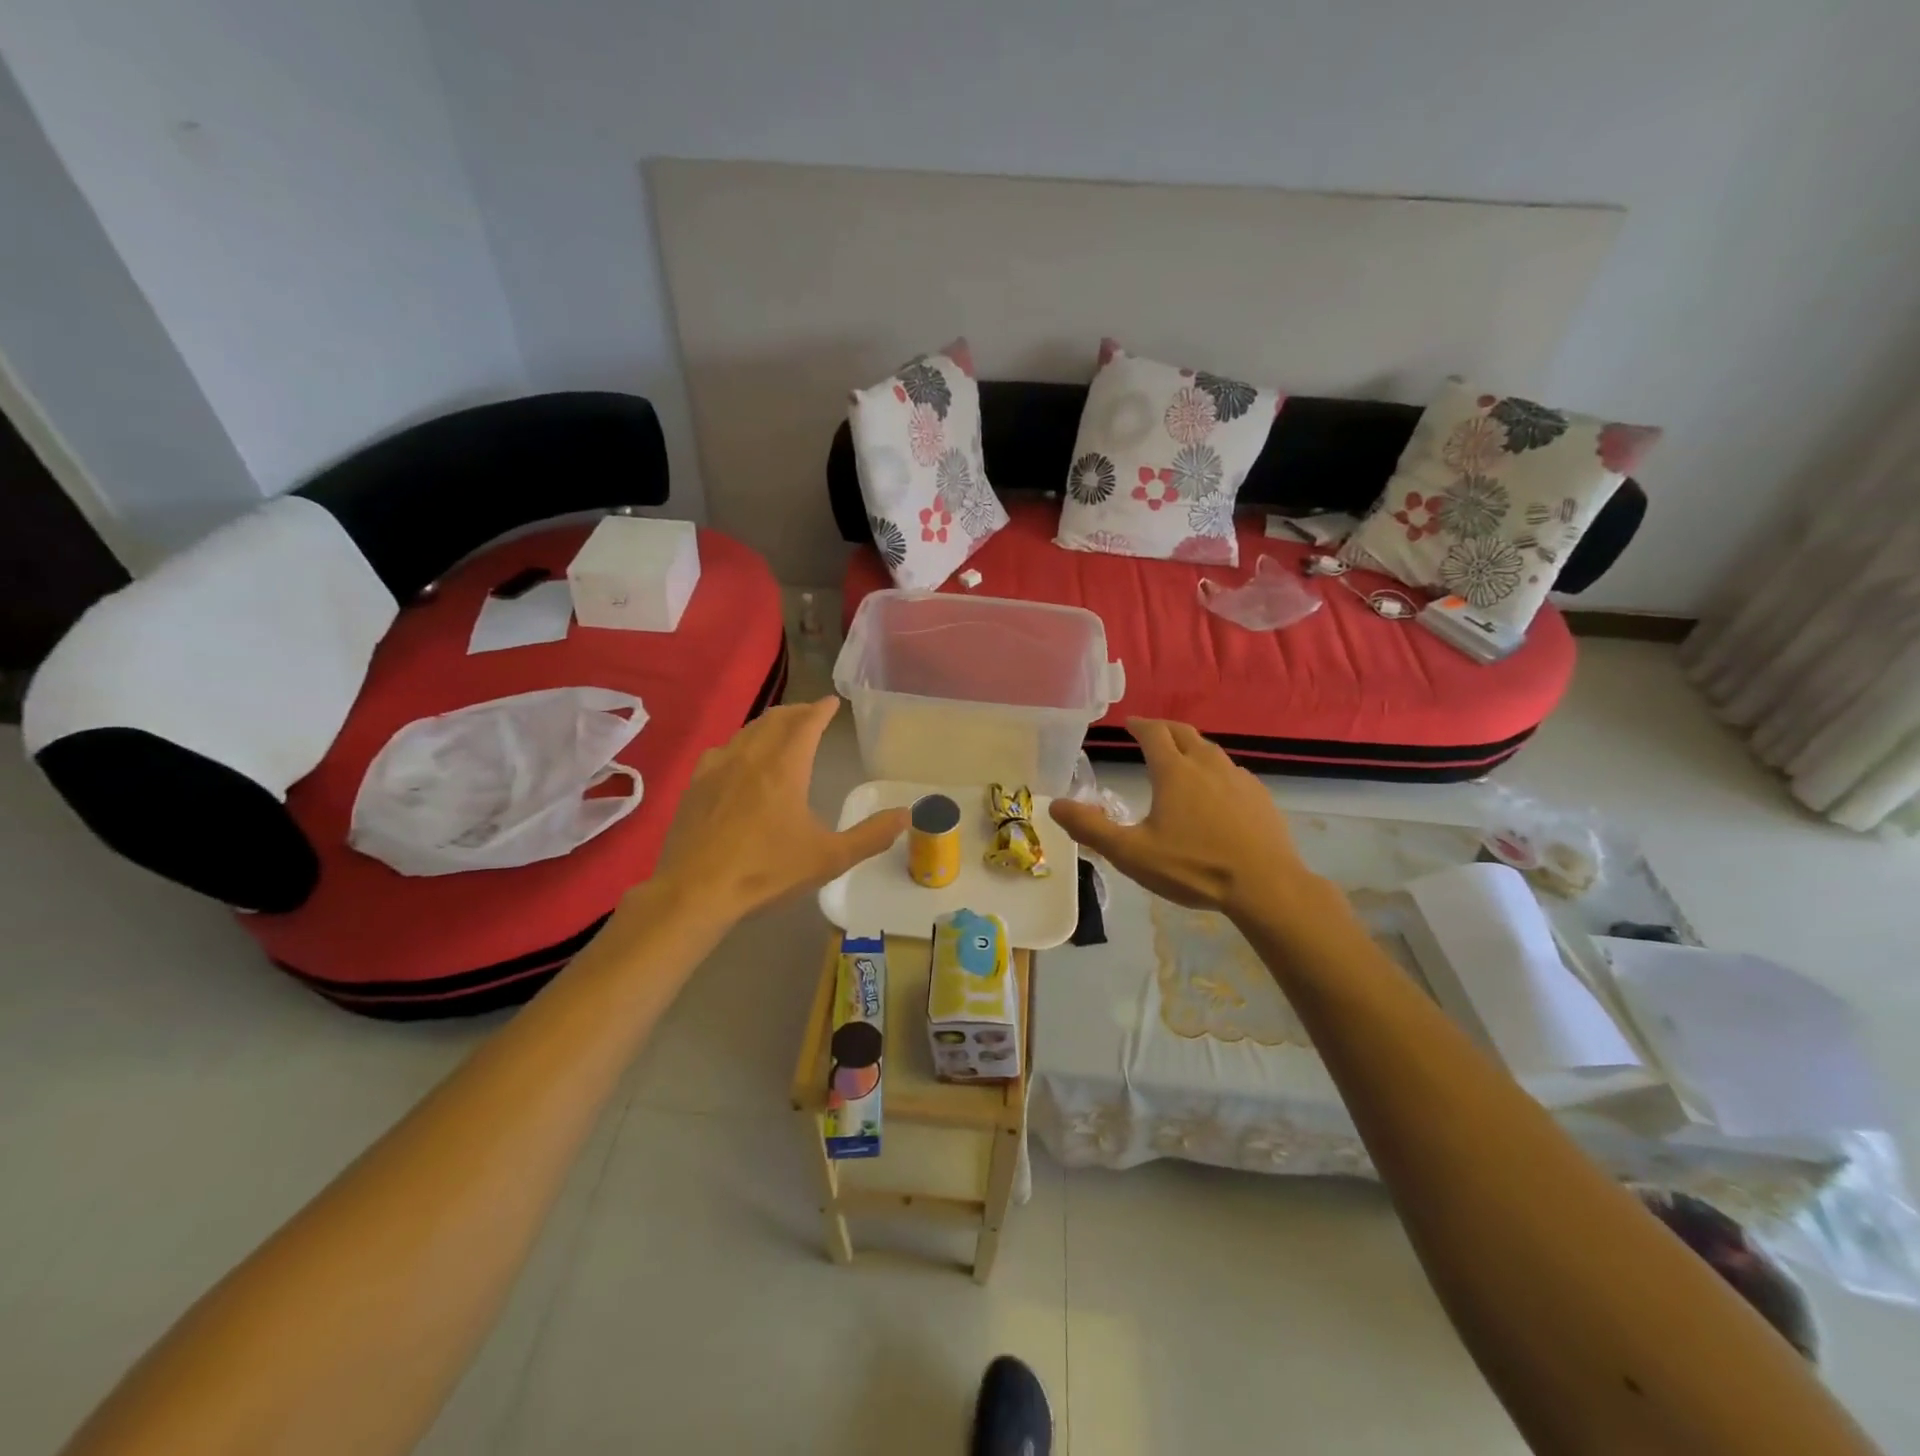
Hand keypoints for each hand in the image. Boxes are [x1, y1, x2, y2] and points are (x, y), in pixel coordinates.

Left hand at [652, 697, 907, 921]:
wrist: (695, 891)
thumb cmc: (767, 871)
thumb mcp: (829, 858)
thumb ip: (871, 835)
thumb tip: (906, 815)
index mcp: (785, 767)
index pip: (806, 724)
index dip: (821, 710)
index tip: (831, 702)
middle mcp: (750, 757)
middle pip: (775, 720)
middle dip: (796, 712)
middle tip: (810, 714)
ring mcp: (717, 769)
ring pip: (746, 732)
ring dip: (767, 725)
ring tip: (778, 731)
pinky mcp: (695, 786)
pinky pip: (721, 751)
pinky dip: (739, 745)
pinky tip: (736, 759)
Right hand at [1048, 719, 1309, 920]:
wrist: (1265, 886)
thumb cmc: (1193, 867)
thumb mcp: (1132, 853)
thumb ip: (1091, 829)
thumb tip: (1054, 804)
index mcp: (1174, 771)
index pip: (1154, 733)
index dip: (1139, 725)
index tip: (1129, 723)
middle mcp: (1207, 764)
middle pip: (1184, 732)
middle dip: (1164, 728)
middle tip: (1151, 733)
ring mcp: (1238, 778)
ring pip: (1211, 750)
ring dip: (1191, 746)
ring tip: (1181, 758)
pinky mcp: (1260, 796)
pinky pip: (1232, 772)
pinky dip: (1215, 770)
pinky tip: (1215, 791)